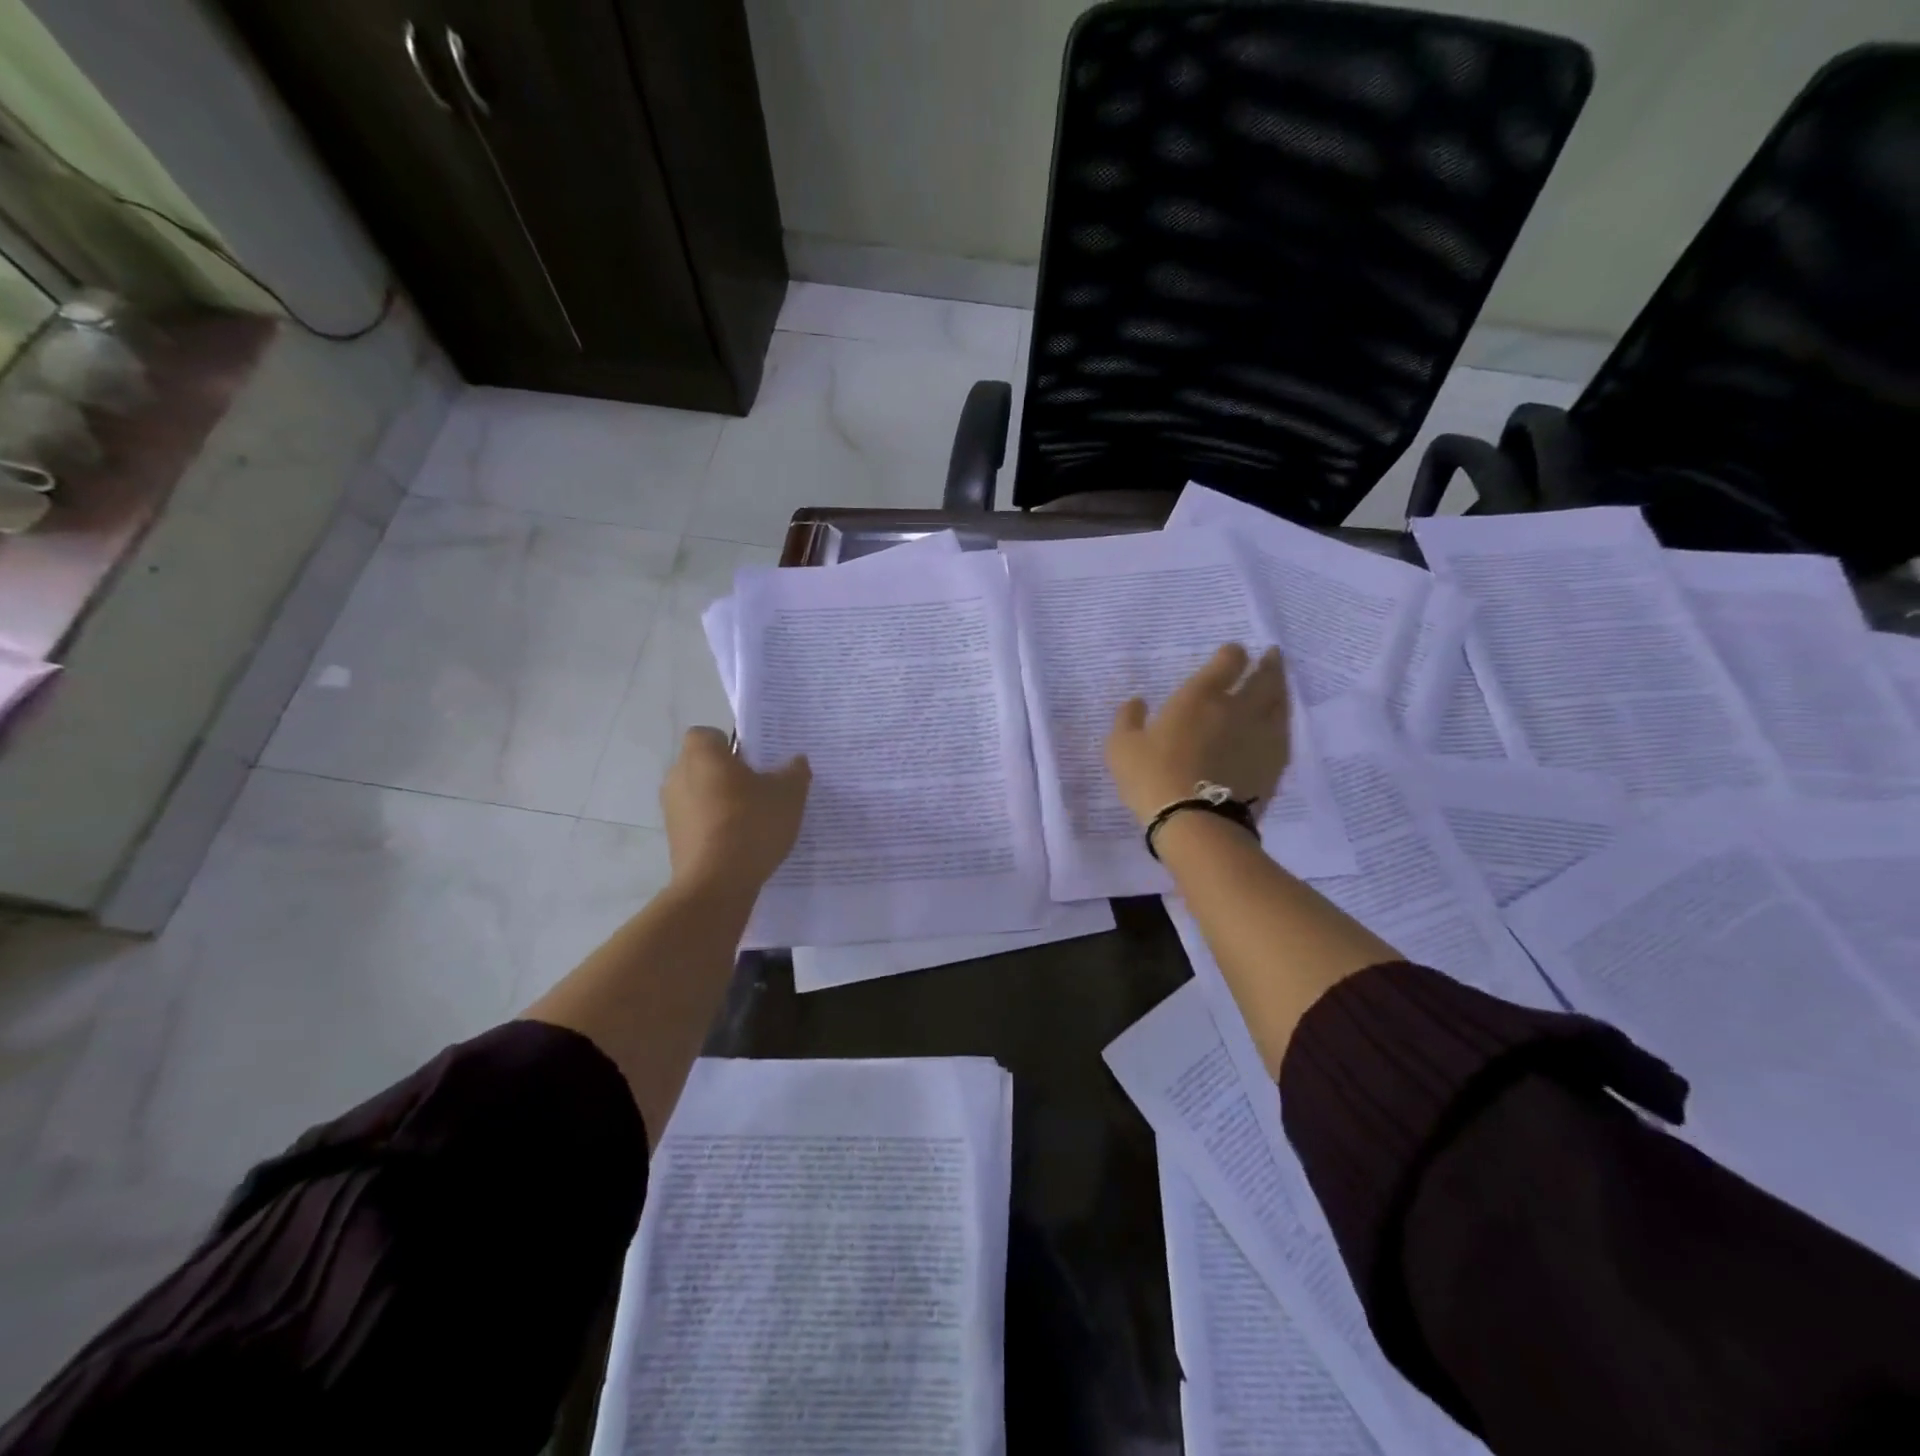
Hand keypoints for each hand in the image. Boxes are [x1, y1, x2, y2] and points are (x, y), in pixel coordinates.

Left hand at [660, 727, 810, 889]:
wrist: (717, 884)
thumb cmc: (751, 824)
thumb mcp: (788, 794)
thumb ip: (794, 772)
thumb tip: (796, 761)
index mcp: (702, 755)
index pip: (709, 734)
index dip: (731, 744)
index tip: (755, 761)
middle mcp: (678, 776)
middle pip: (704, 765)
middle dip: (729, 774)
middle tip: (761, 789)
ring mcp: (671, 810)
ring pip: (700, 794)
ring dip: (721, 802)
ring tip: (753, 820)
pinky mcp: (673, 839)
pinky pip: (697, 822)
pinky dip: (714, 827)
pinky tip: (741, 843)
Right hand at [1105, 644, 1290, 825]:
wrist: (1196, 823)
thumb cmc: (1153, 778)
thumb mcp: (1122, 747)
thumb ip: (1127, 719)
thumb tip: (1136, 701)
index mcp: (1200, 697)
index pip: (1227, 662)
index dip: (1231, 653)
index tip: (1232, 653)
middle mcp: (1237, 708)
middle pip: (1263, 678)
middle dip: (1268, 664)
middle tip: (1272, 655)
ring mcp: (1261, 736)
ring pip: (1280, 703)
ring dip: (1281, 688)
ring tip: (1279, 684)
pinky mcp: (1274, 764)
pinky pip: (1283, 734)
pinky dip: (1282, 722)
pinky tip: (1279, 725)